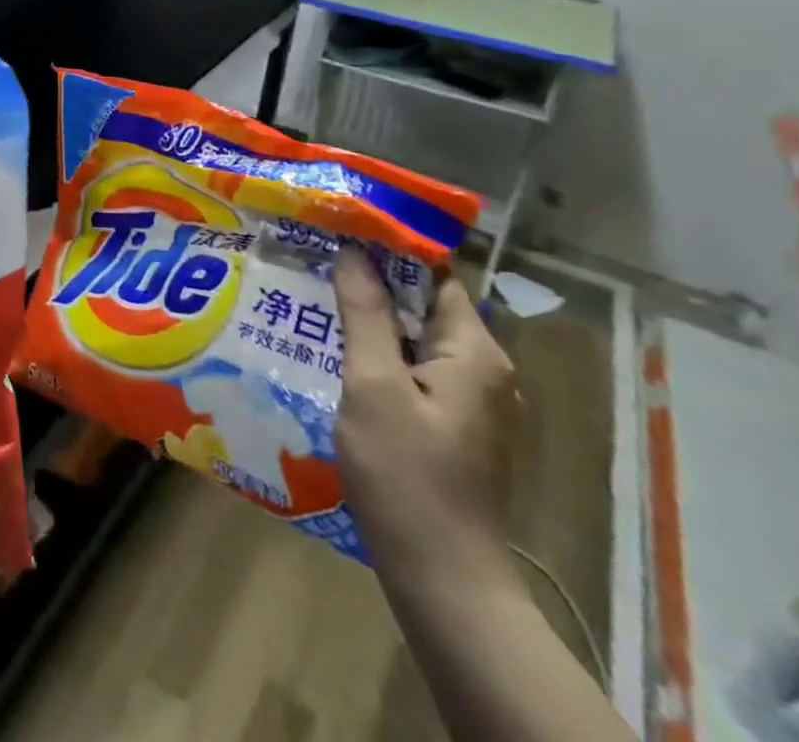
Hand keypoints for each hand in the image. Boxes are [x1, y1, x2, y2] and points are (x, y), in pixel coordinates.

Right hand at [332, 250, 520, 602]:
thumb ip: (366, 314)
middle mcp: (484, 370)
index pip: (435, 274)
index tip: (339, 225)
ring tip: (314, 293)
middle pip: (426, 304)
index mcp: (475, 353)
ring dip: (372, 315)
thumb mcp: (373, 384)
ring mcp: (471, 402)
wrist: (441, 574)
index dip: (389, 246)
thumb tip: (354, 251)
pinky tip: (334, 348)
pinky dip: (379, 349)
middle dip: (373, 279)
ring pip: (417, 337)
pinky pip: (414, 368)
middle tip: (315, 255)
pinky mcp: (453, 426)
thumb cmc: (405, 472)